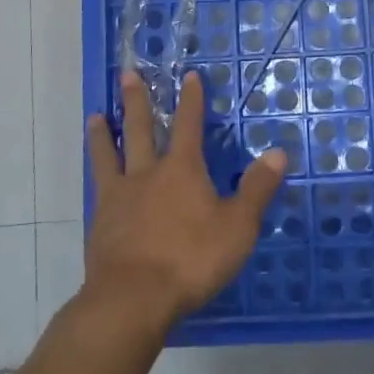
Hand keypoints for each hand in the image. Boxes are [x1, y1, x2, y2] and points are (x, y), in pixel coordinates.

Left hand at [83, 70, 286, 334]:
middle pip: (141, 129)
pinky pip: (98, 187)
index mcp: (183, 169)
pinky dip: (96, 173)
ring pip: (110, 155)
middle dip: (137, 101)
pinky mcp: (101, 222)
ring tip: (97, 115)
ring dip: (105, 133)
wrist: (133, 299)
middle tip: (127, 74)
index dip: (191, 100)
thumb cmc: (191, 259)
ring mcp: (119, 197)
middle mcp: (148, 173)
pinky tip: (94, 175)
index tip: (188, 76)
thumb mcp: (237, 227)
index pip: (189, 125)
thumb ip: (257, 189)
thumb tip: (279, 152)